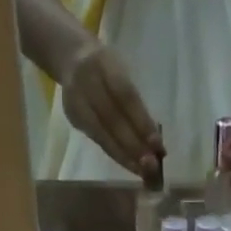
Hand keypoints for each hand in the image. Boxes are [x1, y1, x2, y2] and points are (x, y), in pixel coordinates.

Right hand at [59, 39, 164, 180]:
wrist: (72, 58)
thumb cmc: (107, 68)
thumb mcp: (121, 70)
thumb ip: (134, 101)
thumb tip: (154, 139)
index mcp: (104, 63)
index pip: (125, 96)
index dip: (142, 122)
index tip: (158, 144)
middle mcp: (87, 82)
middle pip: (112, 120)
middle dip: (133, 145)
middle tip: (152, 165)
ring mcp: (77, 102)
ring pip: (103, 135)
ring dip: (125, 156)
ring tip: (143, 171)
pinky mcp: (73, 118)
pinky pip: (98, 141)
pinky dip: (116, 154)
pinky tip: (130, 165)